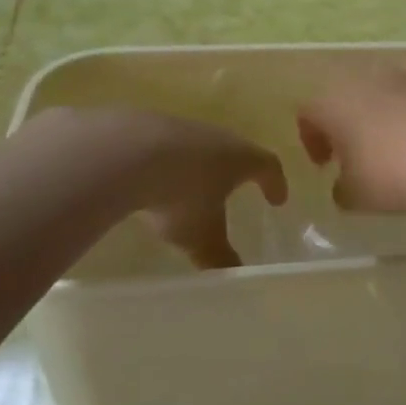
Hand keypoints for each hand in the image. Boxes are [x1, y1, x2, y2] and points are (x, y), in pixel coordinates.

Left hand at [107, 112, 288, 269]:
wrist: (128, 152)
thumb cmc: (181, 195)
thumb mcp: (202, 236)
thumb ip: (220, 256)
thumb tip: (236, 276)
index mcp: (241, 158)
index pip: (268, 166)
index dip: (275, 183)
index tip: (278, 200)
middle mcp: (218, 137)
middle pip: (236, 151)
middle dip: (237, 173)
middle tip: (237, 189)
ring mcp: (183, 128)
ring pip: (200, 148)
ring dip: (200, 167)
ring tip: (193, 188)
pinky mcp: (149, 128)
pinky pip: (168, 148)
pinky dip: (169, 164)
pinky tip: (155, 181)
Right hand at [296, 69, 405, 216]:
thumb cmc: (391, 172)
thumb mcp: (355, 195)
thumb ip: (341, 189)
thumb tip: (343, 186)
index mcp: (333, 100)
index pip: (308, 112)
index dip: (312, 139)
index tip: (324, 164)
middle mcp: (364, 78)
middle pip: (344, 97)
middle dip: (346, 124)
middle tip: (354, 155)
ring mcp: (403, 77)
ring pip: (379, 95)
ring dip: (379, 118)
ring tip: (392, 151)